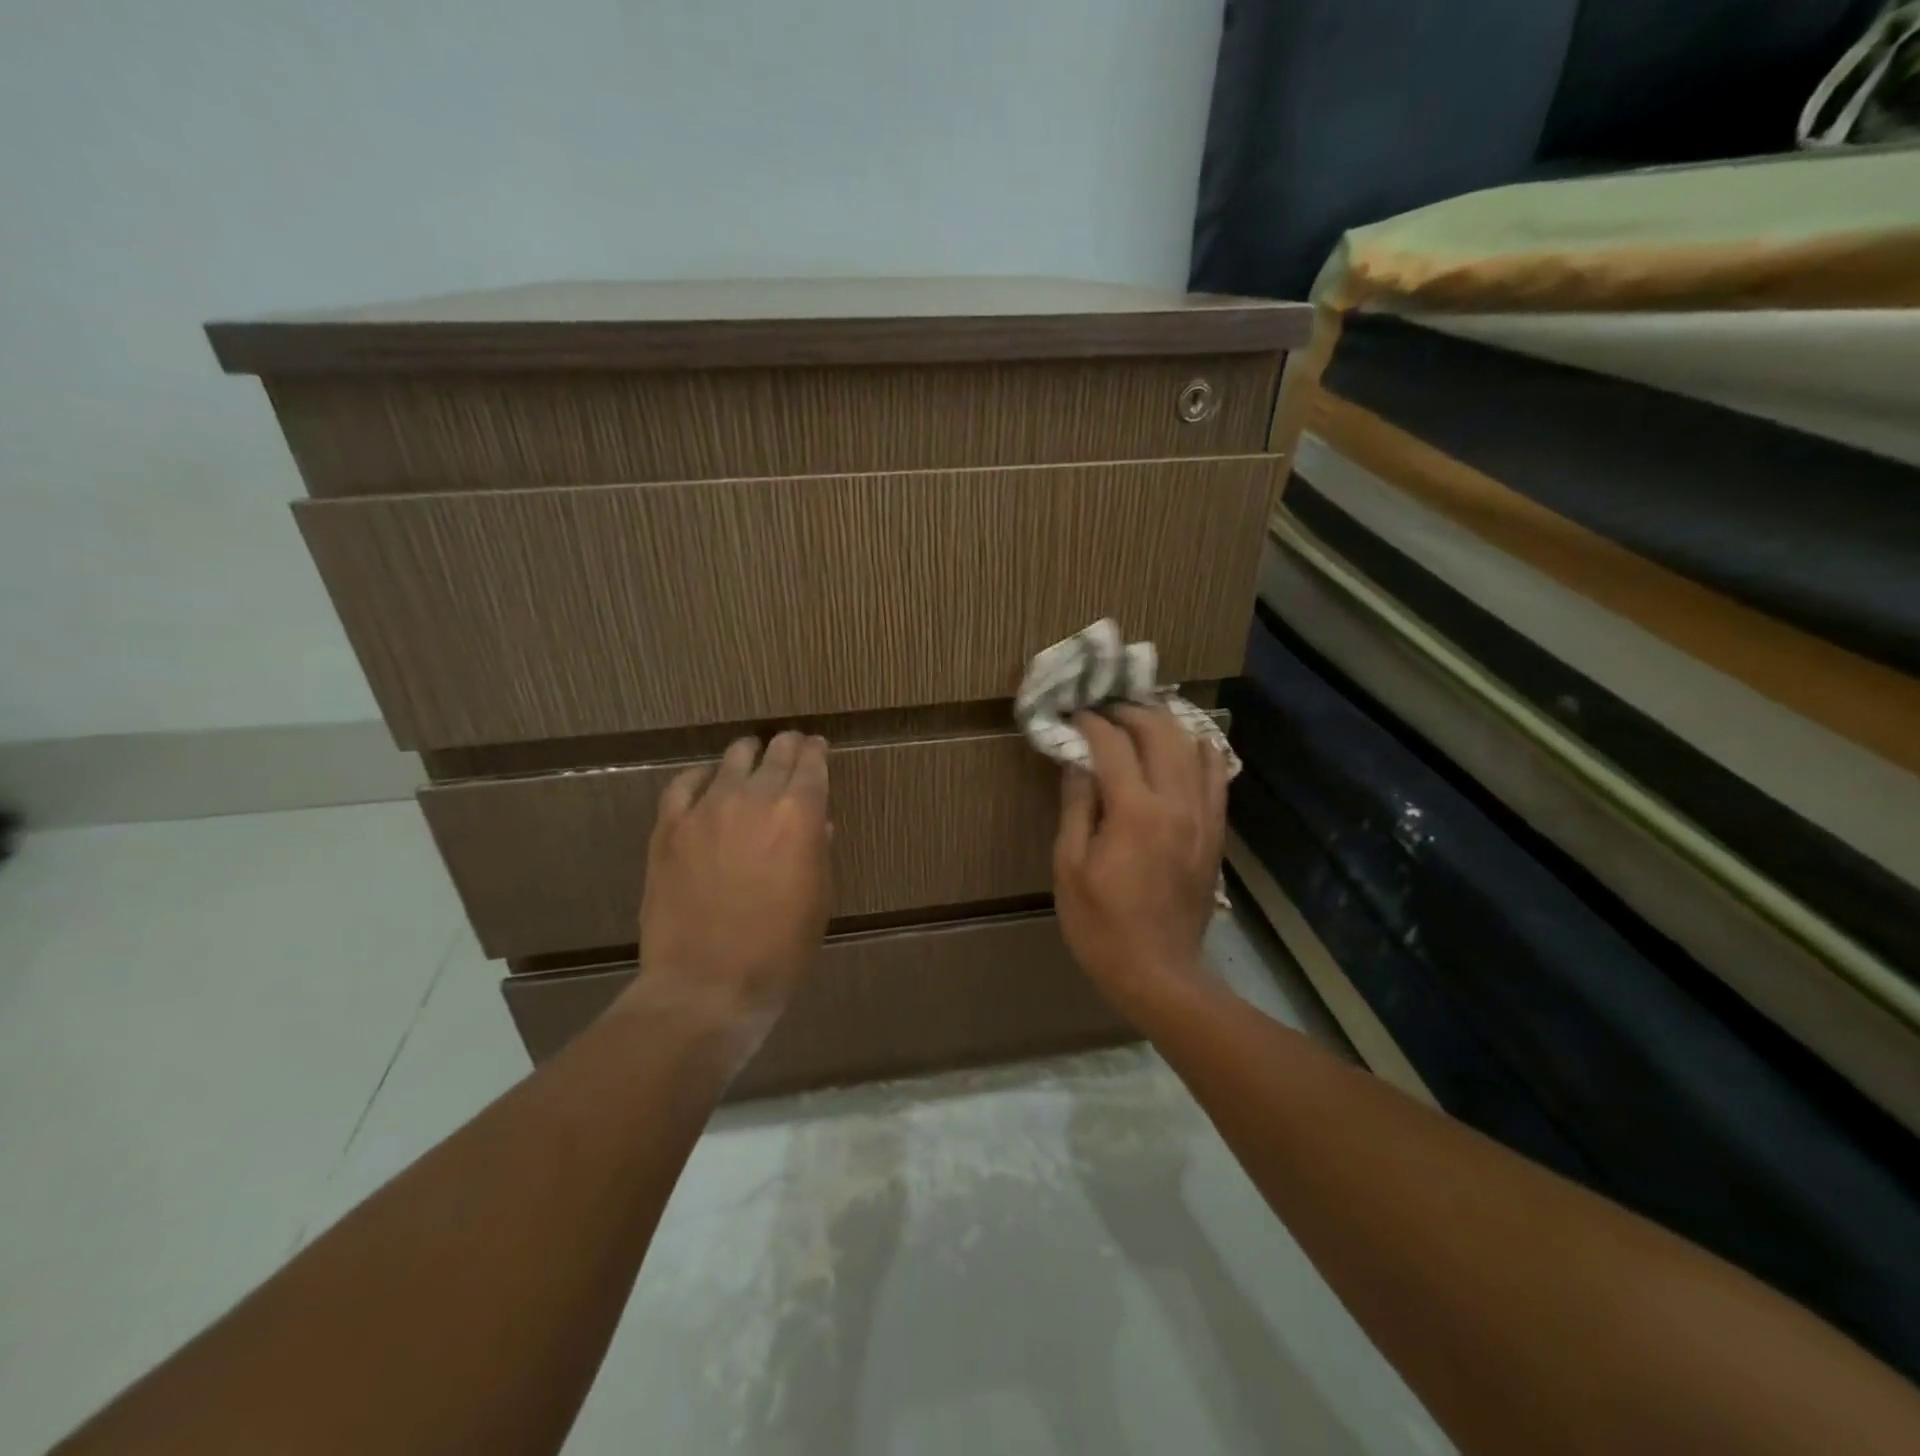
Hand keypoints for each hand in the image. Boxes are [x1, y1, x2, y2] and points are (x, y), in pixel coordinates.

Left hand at [627, 731, 832, 1066]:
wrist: (707, 983)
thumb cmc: (780, 949)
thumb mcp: (818, 900)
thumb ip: (817, 851)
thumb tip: (816, 825)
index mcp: (799, 815)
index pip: (812, 765)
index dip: (816, 752)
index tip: (818, 747)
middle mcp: (755, 799)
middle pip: (775, 753)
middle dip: (788, 746)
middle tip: (791, 746)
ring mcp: (707, 809)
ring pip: (731, 760)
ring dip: (748, 755)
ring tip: (751, 757)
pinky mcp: (669, 828)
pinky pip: (683, 784)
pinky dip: (699, 777)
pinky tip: (705, 781)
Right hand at [1053, 704, 1228, 1019]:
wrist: (1158, 972)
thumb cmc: (1100, 924)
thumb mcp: (1070, 866)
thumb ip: (1076, 806)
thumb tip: (1077, 761)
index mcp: (1134, 811)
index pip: (1113, 744)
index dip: (1090, 723)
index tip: (1073, 715)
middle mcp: (1176, 802)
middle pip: (1159, 732)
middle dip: (1129, 712)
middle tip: (1103, 711)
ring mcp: (1203, 816)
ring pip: (1192, 745)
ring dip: (1164, 724)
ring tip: (1139, 720)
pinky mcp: (1215, 831)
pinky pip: (1215, 775)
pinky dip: (1199, 750)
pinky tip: (1183, 745)